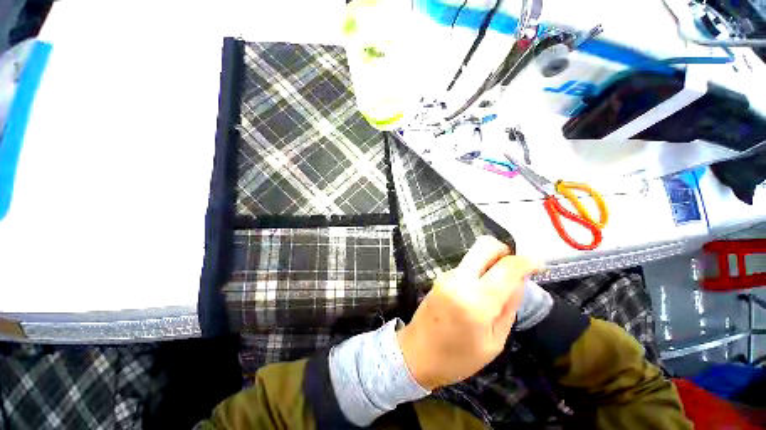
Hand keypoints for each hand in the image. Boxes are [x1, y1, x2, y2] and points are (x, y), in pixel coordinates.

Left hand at [397, 236, 538, 389]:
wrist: (417, 353)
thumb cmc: (458, 358)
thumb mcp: (494, 342)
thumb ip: (509, 307)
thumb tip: (519, 281)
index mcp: (477, 301)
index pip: (507, 267)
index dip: (527, 262)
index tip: (538, 265)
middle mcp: (460, 279)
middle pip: (485, 245)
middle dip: (505, 251)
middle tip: (514, 269)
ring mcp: (447, 275)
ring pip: (474, 255)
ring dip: (490, 263)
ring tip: (497, 286)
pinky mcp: (440, 276)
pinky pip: (465, 265)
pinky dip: (478, 270)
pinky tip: (478, 291)